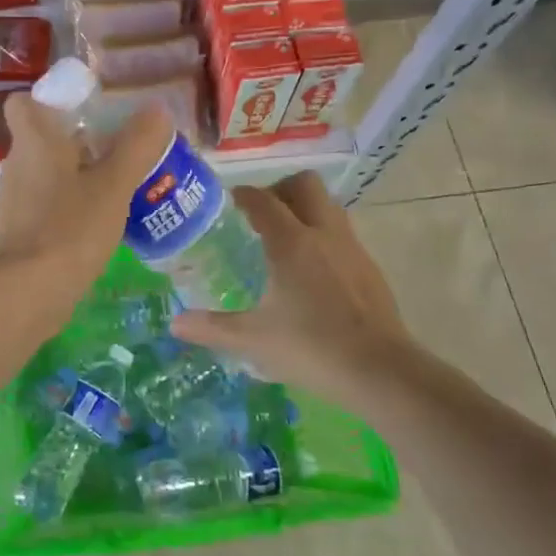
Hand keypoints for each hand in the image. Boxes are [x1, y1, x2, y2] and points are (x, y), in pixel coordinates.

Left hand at [0, 93, 173, 310]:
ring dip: (77, 177)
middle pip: (43, 140)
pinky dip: (70, 209)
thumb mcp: (114, 184)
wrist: (28, 293)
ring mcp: (15, 202)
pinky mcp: (20, 234)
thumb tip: (156, 111)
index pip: (23, 103)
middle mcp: (17, 165)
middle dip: (78, 142)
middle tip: (119, 150)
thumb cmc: (70, 227)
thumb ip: (137, 146)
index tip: (84, 110)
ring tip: (119, 188)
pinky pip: (48, 207)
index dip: (49, 101)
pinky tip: (101, 225)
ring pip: (47, 176)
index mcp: (34, 142)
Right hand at [170, 172, 416, 406]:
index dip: (242, 195)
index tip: (226, 203)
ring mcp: (352, 248)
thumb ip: (212, 328)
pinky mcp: (370, 268)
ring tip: (283, 241)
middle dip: (279, 190)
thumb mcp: (254, 340)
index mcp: (292, 242)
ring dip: (305, 210)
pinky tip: (312, 273)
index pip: (262, 200)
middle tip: (259, 216)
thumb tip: (174, 324)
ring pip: (327, 206)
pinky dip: (323, 237)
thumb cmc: (312, 348)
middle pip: (304, 184)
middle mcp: (323, 233)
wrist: (381, 371)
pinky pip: (342, 234)